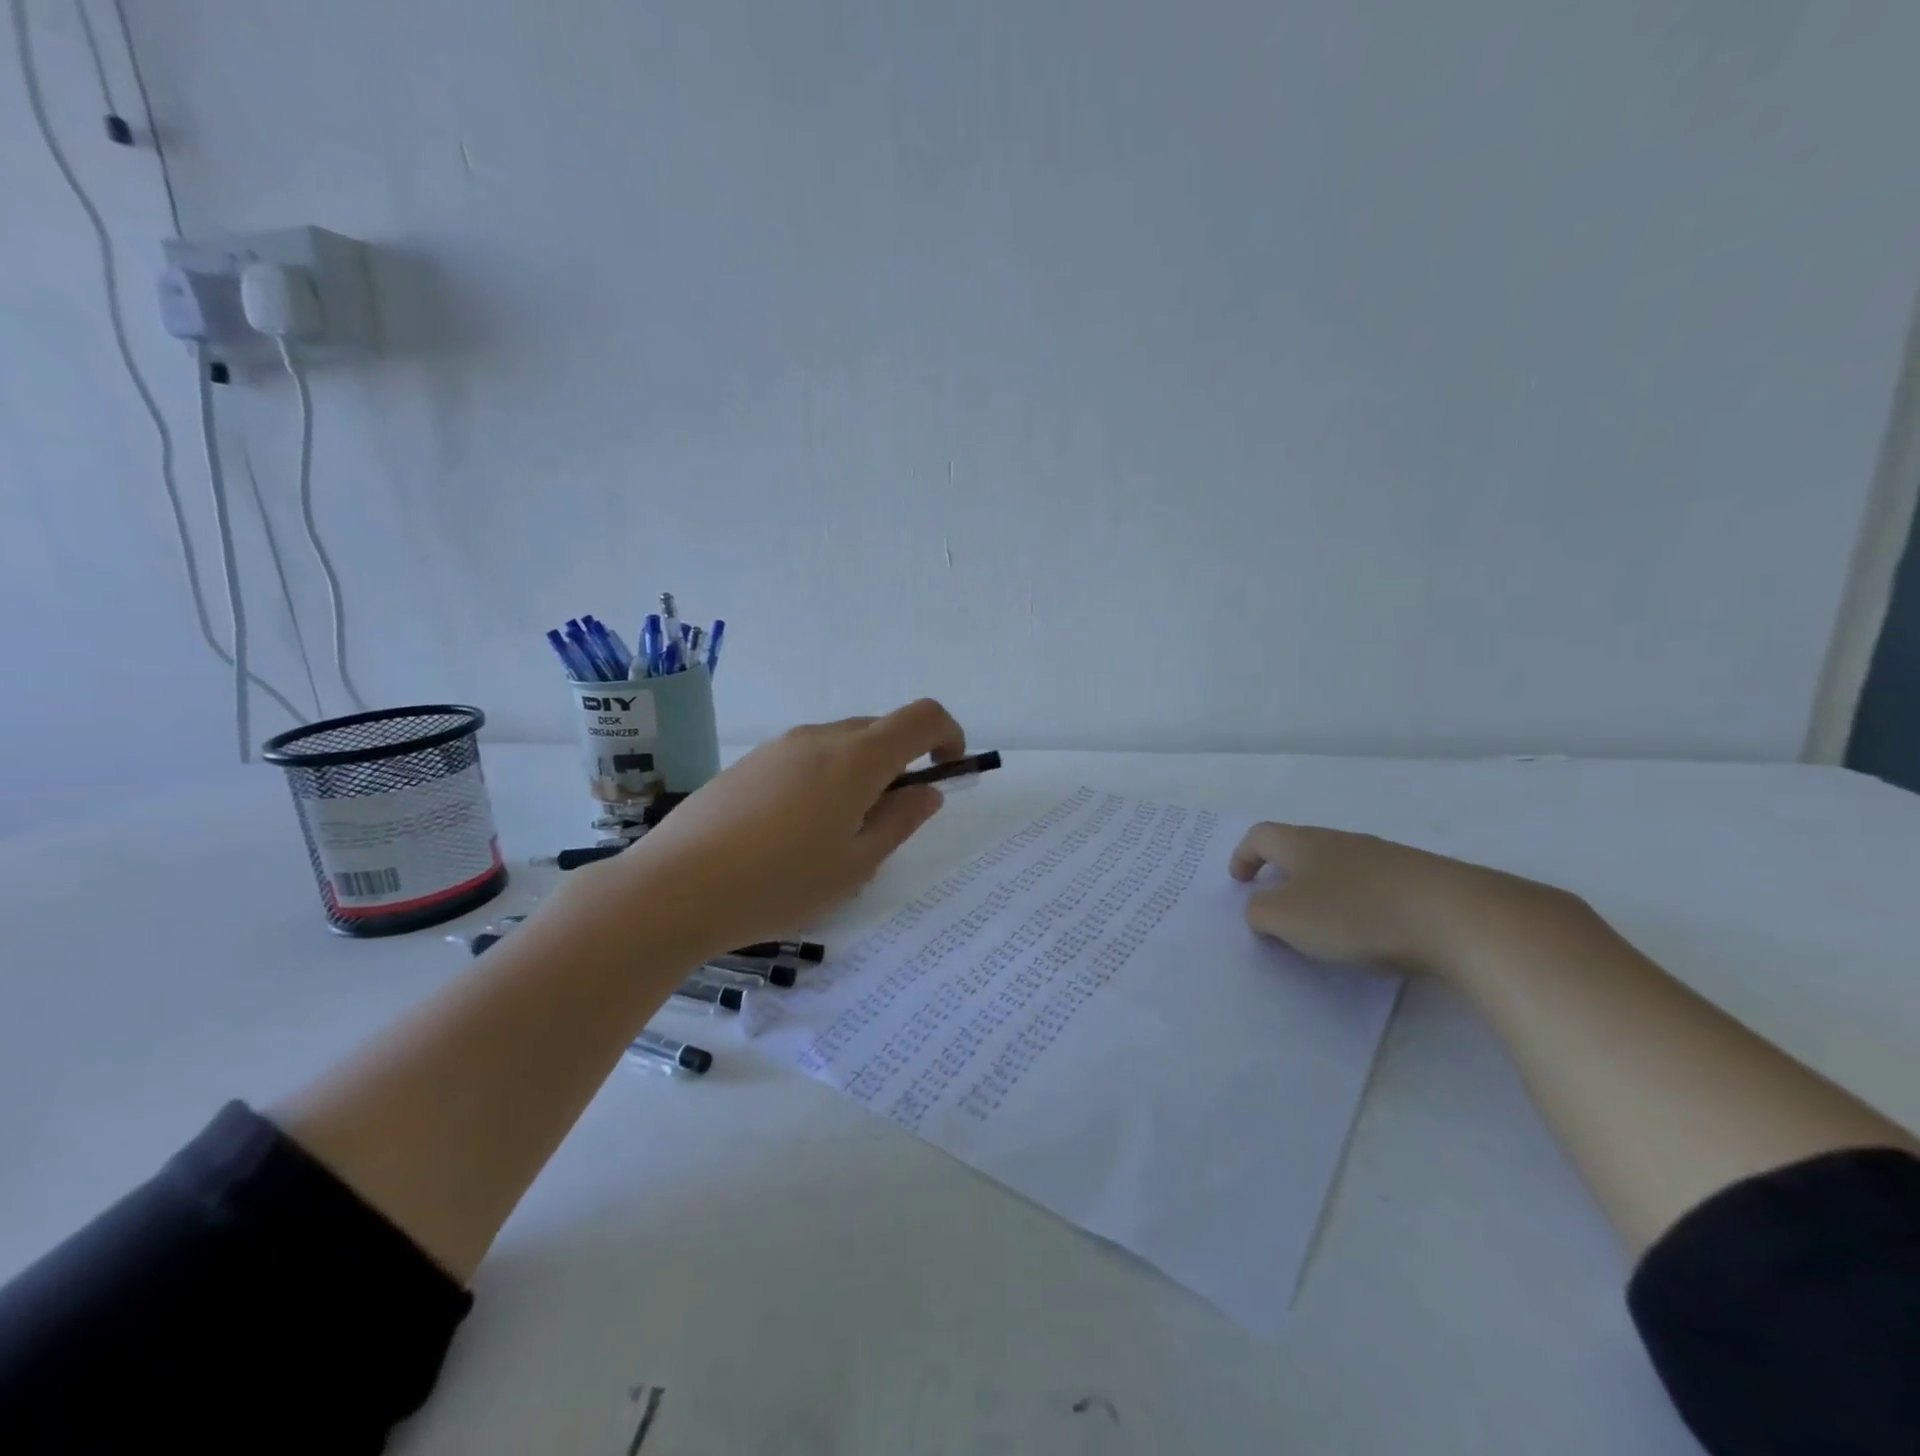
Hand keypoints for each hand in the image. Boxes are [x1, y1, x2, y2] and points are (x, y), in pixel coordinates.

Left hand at [606, 699, 966, 954]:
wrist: (674, 888)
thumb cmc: (779, 883)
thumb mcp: (855, 865)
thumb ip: (900, 821)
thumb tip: (927, 791)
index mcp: (857, 758)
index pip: (922, 718)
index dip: (948, 735)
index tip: (948, 769)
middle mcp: (820, 738)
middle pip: (881, 730)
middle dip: (902, 763)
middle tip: (890, 820)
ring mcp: (780, 747)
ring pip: (842, 744)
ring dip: (862, 773)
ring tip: (839, 834)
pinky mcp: (750, 762)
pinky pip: (807, 757)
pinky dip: (826, 778)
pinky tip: (797, 831)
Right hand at [1229, 822, 1572, 974]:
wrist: (1456, 916)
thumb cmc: (1355, 912)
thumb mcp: (1286, 918)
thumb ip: (1259, 912)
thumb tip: (1262, 908)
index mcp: (1303, 843)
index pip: (1261, 836)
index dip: (1243, 856)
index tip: (1239, 881)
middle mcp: (1340, 841)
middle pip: (1300, 848)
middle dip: (1283, 874)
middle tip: (1277, 906)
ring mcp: (1383, 857)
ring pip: (1338, 867)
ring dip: (1322, 890)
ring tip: (1324, 925)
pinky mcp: (1418, 879)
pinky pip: (1373, 886)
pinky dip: (1358, 904)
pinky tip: (1370, 932)